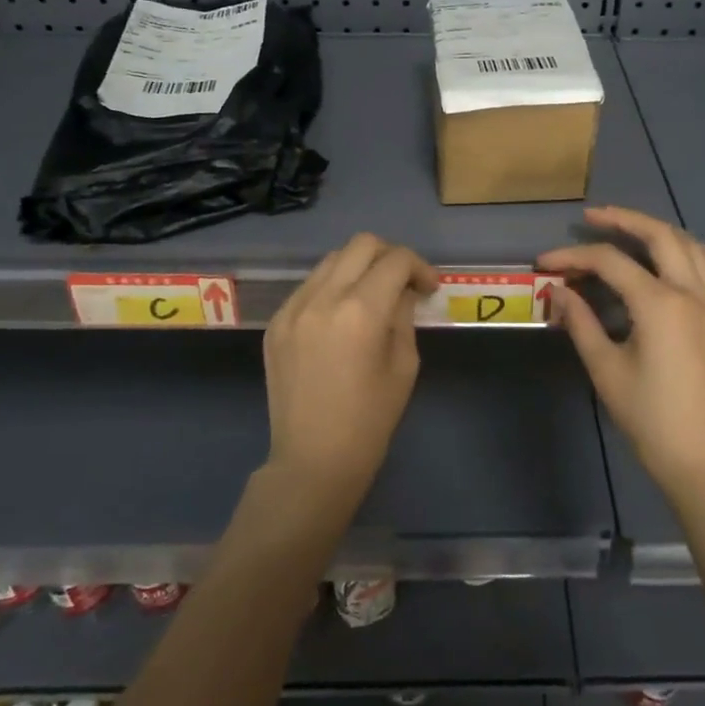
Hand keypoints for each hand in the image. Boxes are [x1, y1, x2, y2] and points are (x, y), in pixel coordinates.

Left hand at [263, 233, 438, 492]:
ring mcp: (293, 308)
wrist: (312, 461)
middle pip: (361, 245)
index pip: (395, 260)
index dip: (420, 267)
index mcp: (360, 311)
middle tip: (403, 282)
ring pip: (331, 260)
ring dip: (358, 268)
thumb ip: (404, 317)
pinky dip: (332, 288)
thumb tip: (403, 292)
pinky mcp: (276, 323)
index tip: (428, 288)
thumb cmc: (369, 421)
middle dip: (390, 256)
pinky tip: (341, 317)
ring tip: (372, 296)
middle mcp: (322, 298)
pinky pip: (309, 286)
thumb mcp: (403, 366)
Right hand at [539, 206, 704, 503]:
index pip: (610, 262)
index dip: (572, 256)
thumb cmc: (650, 419)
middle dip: (623, 220)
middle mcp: (693, 293)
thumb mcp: (606, 370)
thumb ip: (580, 322)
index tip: (544, 263)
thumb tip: (557, 291)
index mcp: (660, 304)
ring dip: (660, 231)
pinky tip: (680, 258)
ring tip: (632, 231)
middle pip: (659, 236)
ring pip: (693, 246)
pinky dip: (695, 253)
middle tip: (592, 217)